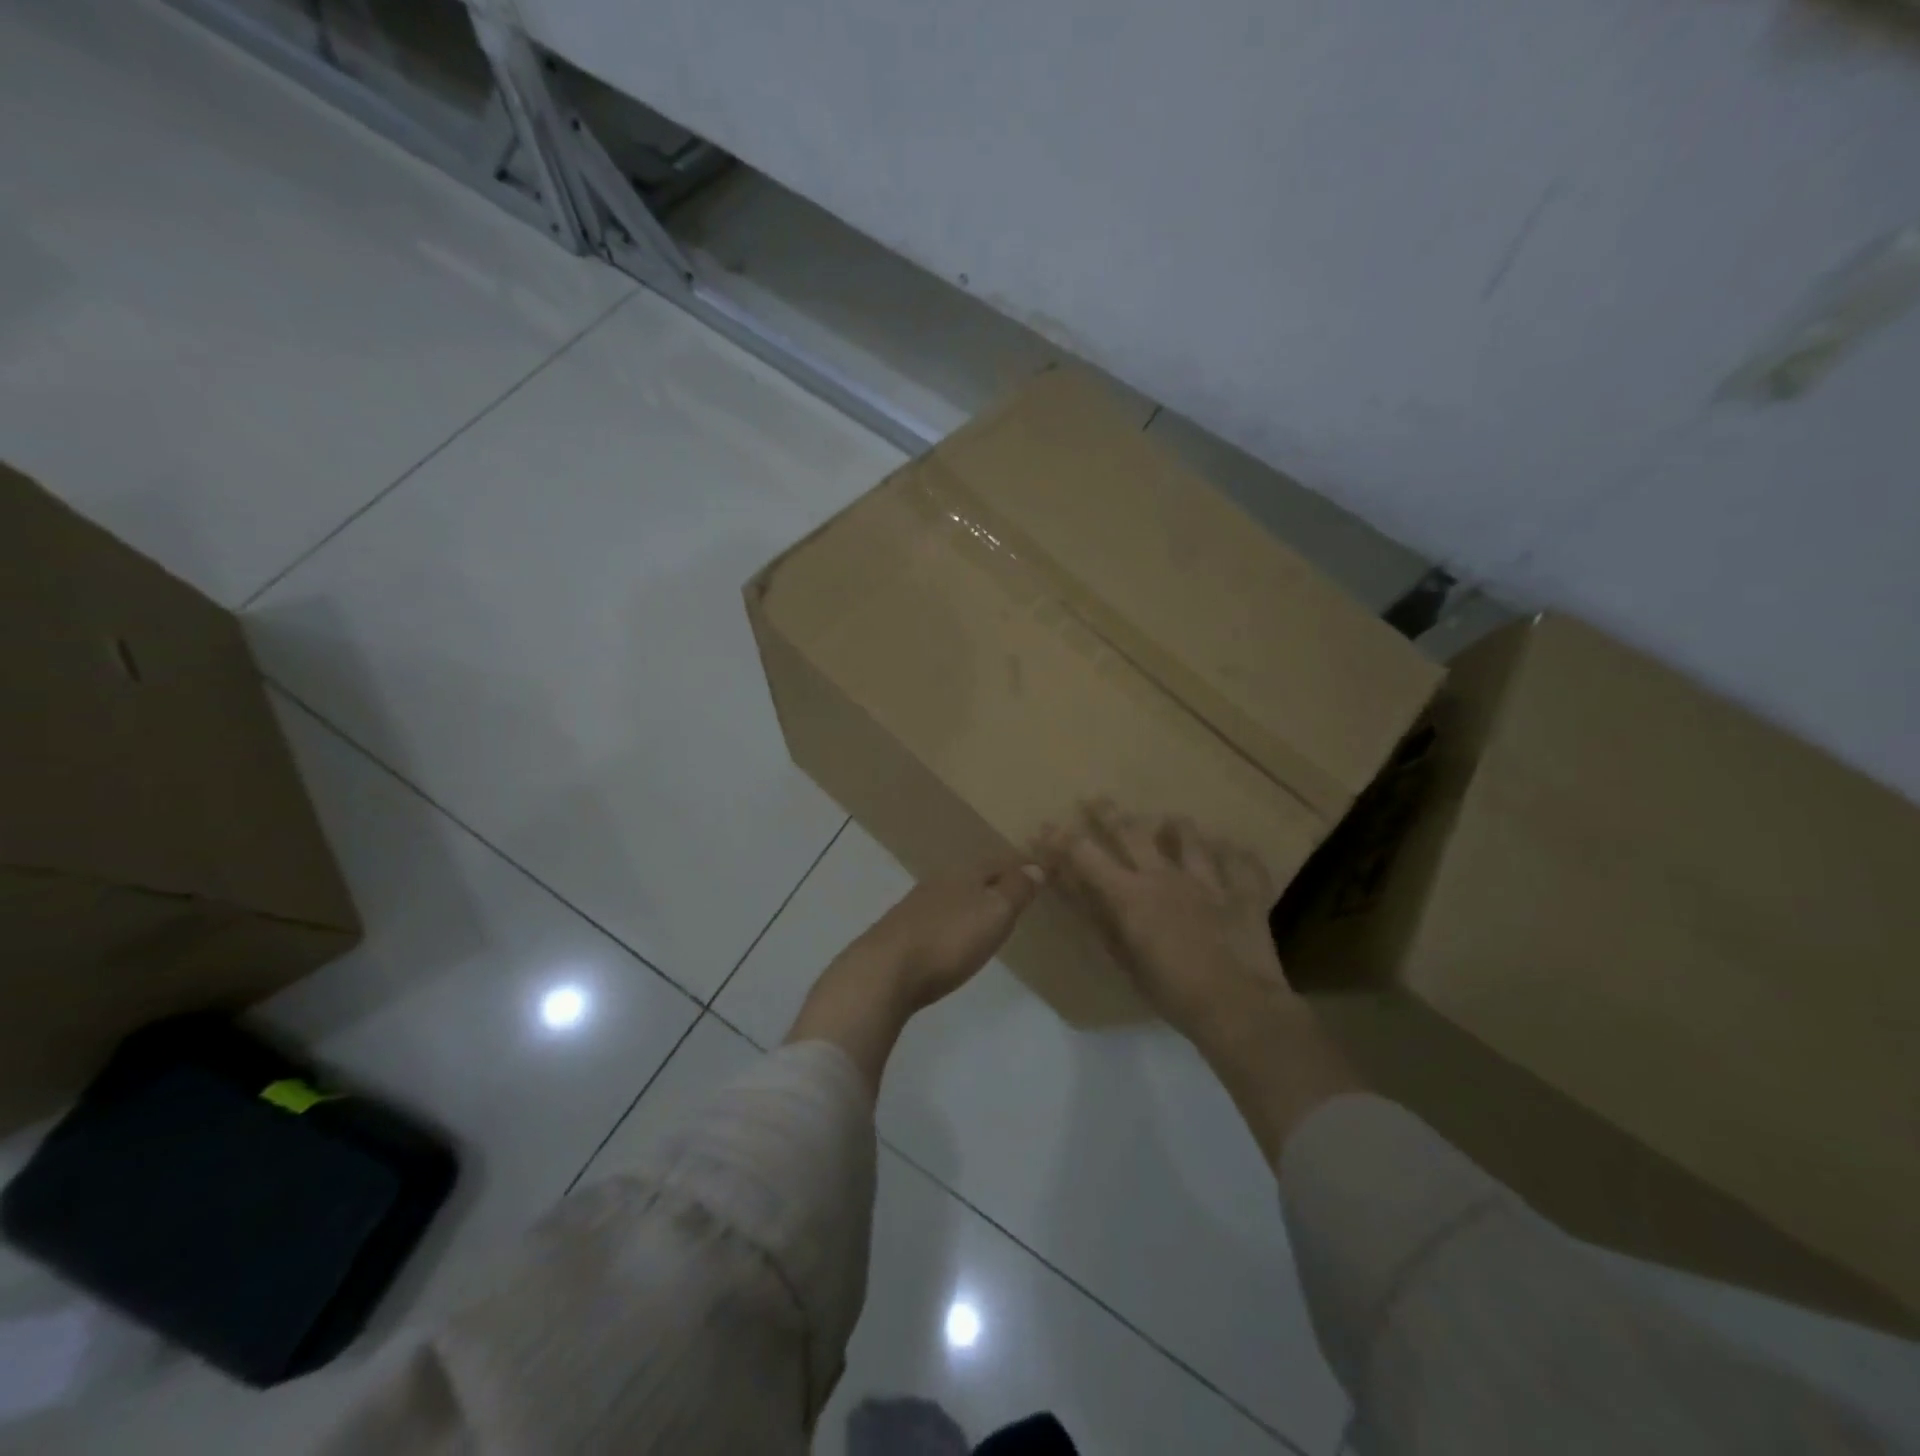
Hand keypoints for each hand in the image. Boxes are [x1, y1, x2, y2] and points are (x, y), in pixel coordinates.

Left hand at [787, 854, 1043, 1098]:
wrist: (885, 971)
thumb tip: (1035, 867)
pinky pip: (937, 918)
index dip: (1020, 867)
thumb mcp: (994, 913)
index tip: (1038, 872)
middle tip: (1016, 892)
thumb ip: (1016, 890)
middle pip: (974, 877)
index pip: (998, 862)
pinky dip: (952, 921)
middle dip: (994, 882)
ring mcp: (915, 907)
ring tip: (988, 916)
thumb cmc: (949, 939)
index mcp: (964, 874)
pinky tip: (952, 936)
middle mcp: (939, 883)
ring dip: (971, 902)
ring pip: (953, 896)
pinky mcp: (901, 933)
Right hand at [1041, 802, 1360, 1162]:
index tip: (1045, 828)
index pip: (1086, 855)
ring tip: (1173, 821)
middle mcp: (1166, 876)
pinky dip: (1235, 855)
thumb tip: (1074, 890)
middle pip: (1133, 832)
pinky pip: (1242, 864)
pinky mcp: (1245, 893)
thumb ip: (1099, 920)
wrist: (1239, 1007)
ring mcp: (1209, 881)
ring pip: (1191, 838)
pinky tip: (1233, 850)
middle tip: (1096, 799)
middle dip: (1109, 813)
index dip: (1061, 840)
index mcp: (1131, 894)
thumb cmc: (1172, 992)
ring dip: (1178, 828)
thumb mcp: (1124, 960)